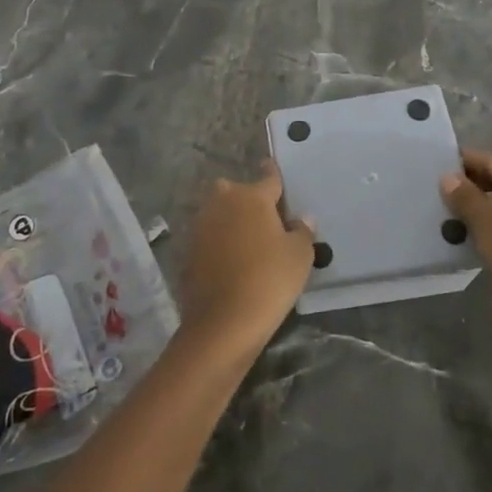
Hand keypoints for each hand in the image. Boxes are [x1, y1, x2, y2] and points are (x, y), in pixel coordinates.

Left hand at [179, 161, 314, 361]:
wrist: (223, 322)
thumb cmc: (269, 280)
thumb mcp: (300, 256)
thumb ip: (302, 231)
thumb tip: (300, 218)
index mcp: (252, 196)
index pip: (269, 177)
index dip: (274, 175)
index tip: (273, 169)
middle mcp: (222, 202)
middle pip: (237, 192)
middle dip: (247, 199)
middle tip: (264, 220)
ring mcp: (201, 225)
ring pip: (220, 213)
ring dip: (231, 221)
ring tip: (248, 242)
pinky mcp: (189, 249)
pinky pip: (209, 237)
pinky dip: (219, 244)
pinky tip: (231, 261)